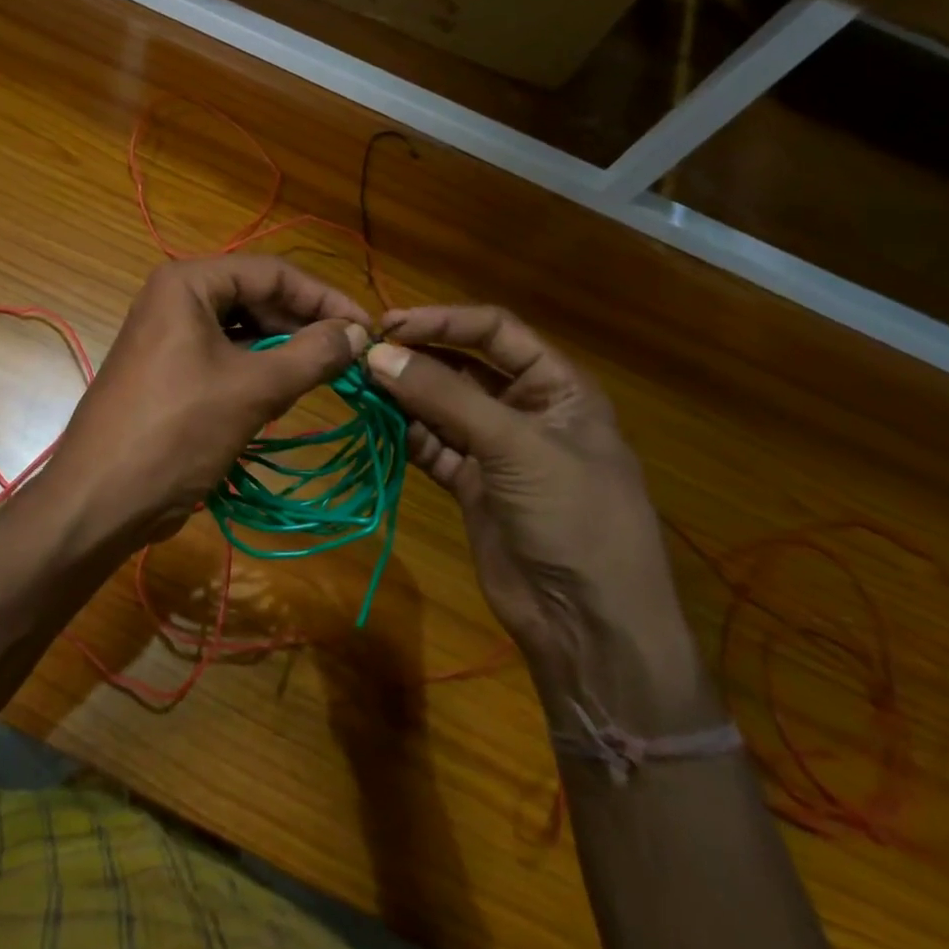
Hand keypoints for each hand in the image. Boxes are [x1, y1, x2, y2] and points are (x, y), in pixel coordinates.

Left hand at [46, 257, 370, 549]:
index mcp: (187, 283)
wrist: (101, 498)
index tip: (366, 326)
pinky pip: (225, 356)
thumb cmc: (177, 431)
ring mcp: (169, 335)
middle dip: (303, 324)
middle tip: (351, 354)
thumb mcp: (253, 389)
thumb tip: (358, 333)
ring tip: (325, 373)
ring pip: (242, 330)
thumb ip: (312, 355)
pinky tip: (286, 391)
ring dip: (284, 349)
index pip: (272, 273)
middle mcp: (175, 298)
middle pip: (256, 297)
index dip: (323, 297)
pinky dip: (258, 370)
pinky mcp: (170, 370)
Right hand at [364, 306, 709, 729]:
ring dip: (403, 394)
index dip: (444, 321)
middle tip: (364, 354)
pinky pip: (431, 444)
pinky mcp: (471, 483)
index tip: (390, 325)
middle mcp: (525, 408)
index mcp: (558, 386)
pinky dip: (403, 432)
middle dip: (417, 357)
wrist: (589, 627)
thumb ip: (445, 396)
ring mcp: (496, 448)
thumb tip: (377, 354)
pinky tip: (374, 421)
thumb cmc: (573, 517)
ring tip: (358, 384)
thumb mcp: (516, 446)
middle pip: (463, 365)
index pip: (495, 331)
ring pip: (441, 405)